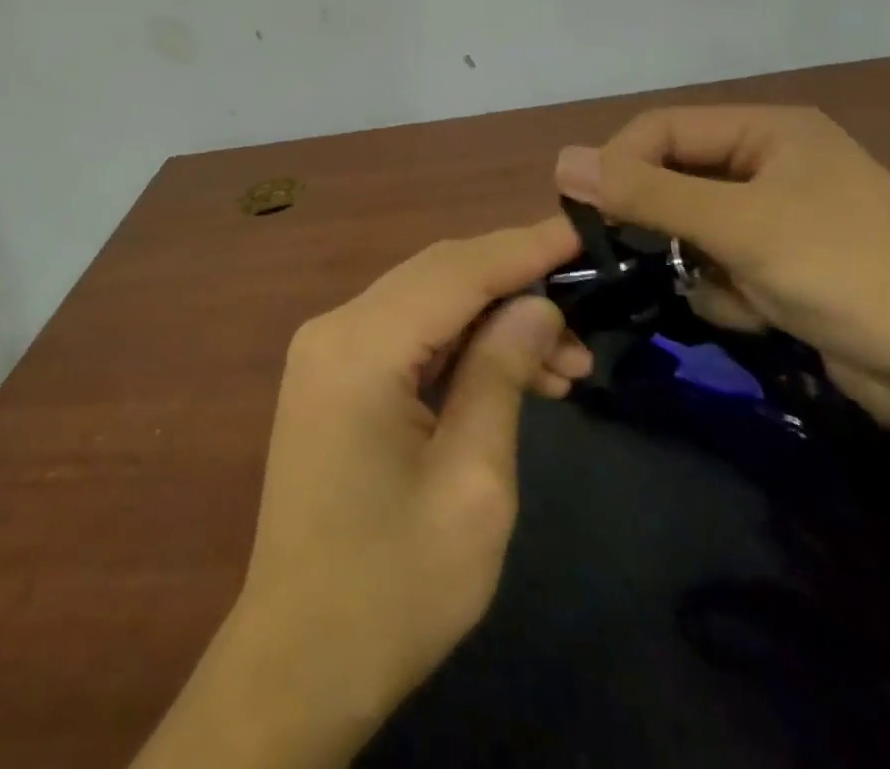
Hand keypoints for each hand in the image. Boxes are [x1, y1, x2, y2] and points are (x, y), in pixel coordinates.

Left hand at [134, 218, 587, 768]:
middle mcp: (334, 328)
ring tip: (569, 365)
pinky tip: (517, 373)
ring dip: (493, 319)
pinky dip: (462, 344)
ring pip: (426, 302)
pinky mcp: (333, 375)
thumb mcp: (472, 485)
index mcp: (359, 347)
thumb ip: (501, 375)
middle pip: (437, 275)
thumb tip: (537, 306)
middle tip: (588, 314)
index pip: (456, 270)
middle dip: (515, 284)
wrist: (301, 659)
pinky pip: (407, 335)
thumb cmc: (394, 587)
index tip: (583, 229)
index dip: (524, 246)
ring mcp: (327, 349)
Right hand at [557, 106, 889, 442]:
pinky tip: (760, 315)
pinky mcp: (786, 267)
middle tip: (634, 255)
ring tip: (730, 290)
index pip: (662, 130)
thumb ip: (646, 193)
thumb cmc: (850, 273)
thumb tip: (561, 161)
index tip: (585, 210)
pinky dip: (726, 292)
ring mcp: (780, 218)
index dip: (618, 163)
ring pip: (691, 229)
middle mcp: (770, 164)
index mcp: (767, 132)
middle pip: (675, 179)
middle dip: (660, 222)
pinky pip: (721, 266)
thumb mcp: (739, 226)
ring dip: (696, 263)